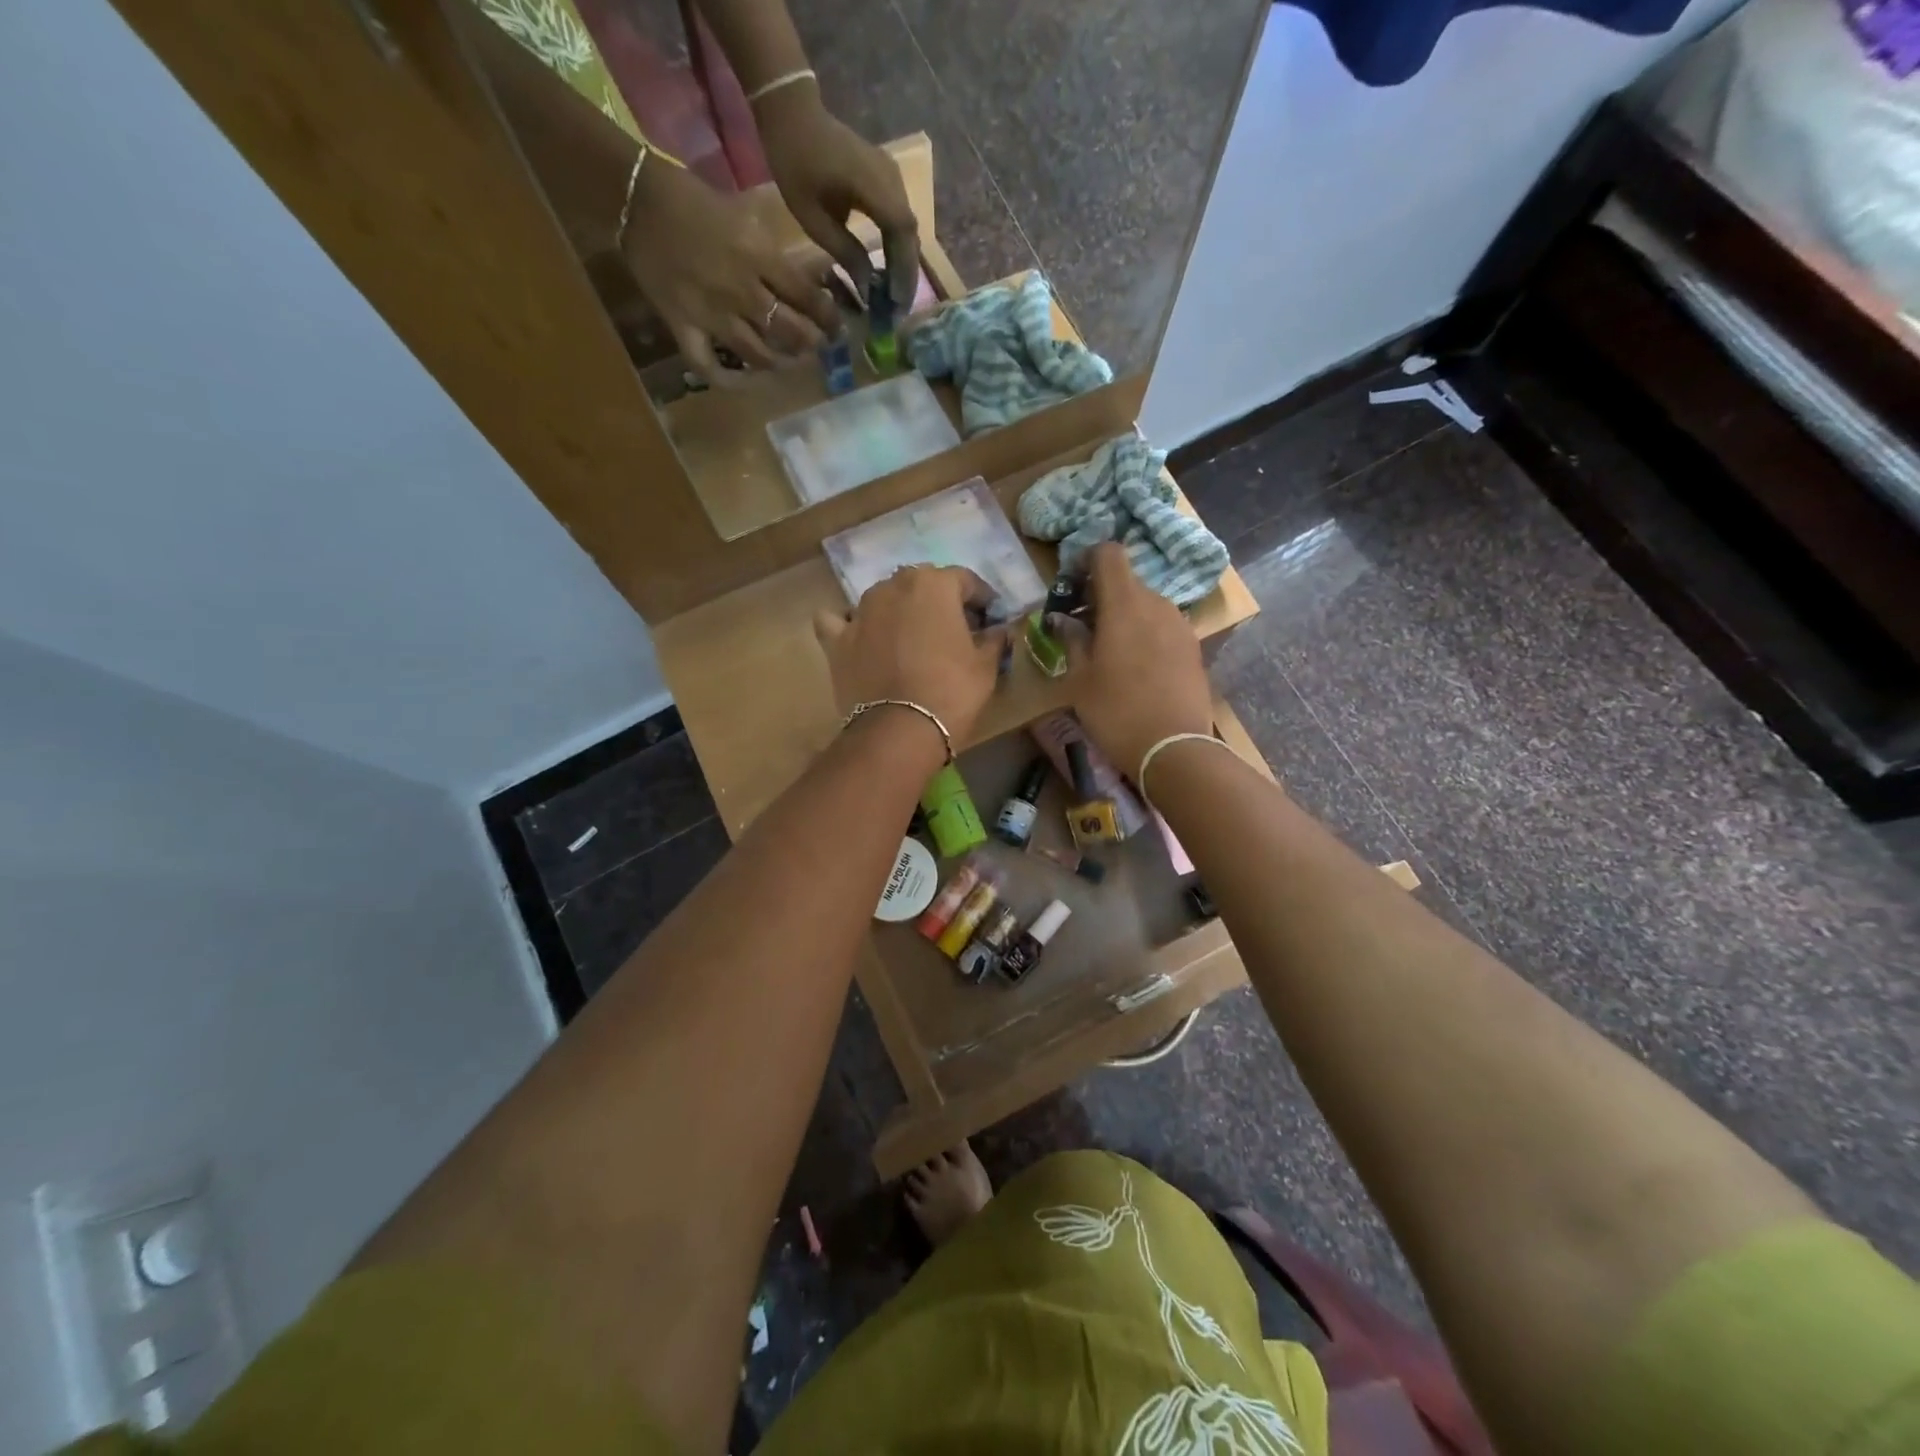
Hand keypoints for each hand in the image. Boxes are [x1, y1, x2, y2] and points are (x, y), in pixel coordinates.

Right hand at [621, 156, 839, 381]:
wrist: (635, 197)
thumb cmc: (694, 199)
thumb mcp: (746, 217)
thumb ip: (775, 254)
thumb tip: (808, 281)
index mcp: (760, 259)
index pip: (808, 299)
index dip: (828, 318)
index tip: (836, 327)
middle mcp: (742, 292)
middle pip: (790, 332)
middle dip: (809, 344)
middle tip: (814, 347)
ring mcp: (713, 315)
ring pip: (758, 356)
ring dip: (777, 363)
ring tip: (784, 361)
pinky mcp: (684, 327)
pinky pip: (708, 366)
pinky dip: (726, 380)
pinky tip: (740, 381)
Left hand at [758, 86, 920, 311]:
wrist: (793, 113)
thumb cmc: (795, 164)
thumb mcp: (813, 218)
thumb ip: (845, 252)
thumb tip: (868, 288)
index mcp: (872, 185)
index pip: (900, 233)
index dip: (902, 270)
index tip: (897, 302)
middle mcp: (891, 179)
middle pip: (910, 233)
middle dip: (906, 272)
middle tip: (899, 308)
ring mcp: (892, 176)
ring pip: (908, 227)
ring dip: (903, 261)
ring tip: (895, 294)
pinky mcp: (887, 178)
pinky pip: (900, 217)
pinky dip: (897, 245)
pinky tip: (889, 268)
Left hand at [813, 567, 1005, 749]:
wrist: (899, 730)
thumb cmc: (951, 692)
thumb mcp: (985, 667)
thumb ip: (994, 640)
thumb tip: (1000, 630)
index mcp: (934, 585)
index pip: (965, 580)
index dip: (982, 599)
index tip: (990, 618)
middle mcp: (893, 587)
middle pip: (922, 584)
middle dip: (939, 601)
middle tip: (953, 629)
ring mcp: (860, 611)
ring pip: (882, 598)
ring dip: (898, 610)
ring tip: (910, 637)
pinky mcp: (837, 640)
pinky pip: (838, 621)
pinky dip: (849, 625)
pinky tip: (859, 637)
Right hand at [1063, 544, 1213, 780]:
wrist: (1174, 748)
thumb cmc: (1116, 711)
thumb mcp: (1080, 680)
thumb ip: (1072, 640)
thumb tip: (1064, 620)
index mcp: (1124, 603)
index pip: (1108, 553)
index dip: (1086, 559)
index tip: (1071, 584)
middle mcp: (1157, 603)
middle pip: (1126, 580)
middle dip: (1101, 594)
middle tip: (1081, 625)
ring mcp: (1180, 624)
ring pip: (1146, 604)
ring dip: (1124, 615)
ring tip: (1108, 649)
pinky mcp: (1193, 646)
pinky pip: (1162, 626)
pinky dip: (1144, 632)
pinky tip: (1135, 666)